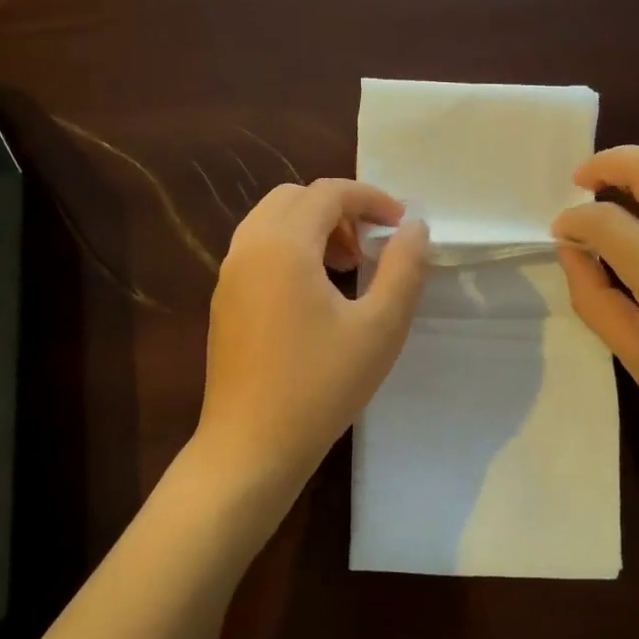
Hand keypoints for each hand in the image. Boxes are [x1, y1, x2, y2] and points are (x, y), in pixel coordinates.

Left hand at [196, 179, 428, 511]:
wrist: (251, 447)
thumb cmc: (320, 386)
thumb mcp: (379, 327)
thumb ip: (403, 268)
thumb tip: (414, 227)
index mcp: (283, 245)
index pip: (329, 192)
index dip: (371, 198)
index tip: (401, 225)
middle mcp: (248, 247)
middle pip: (295, 198)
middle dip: (339, 209)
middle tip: (370, 247)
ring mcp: (229, 274)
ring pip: (272, 221)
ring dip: (313, 228)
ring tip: (347, 268)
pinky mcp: (224, 300)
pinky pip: (258, 249)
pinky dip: (290, 248)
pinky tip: (314, 295)